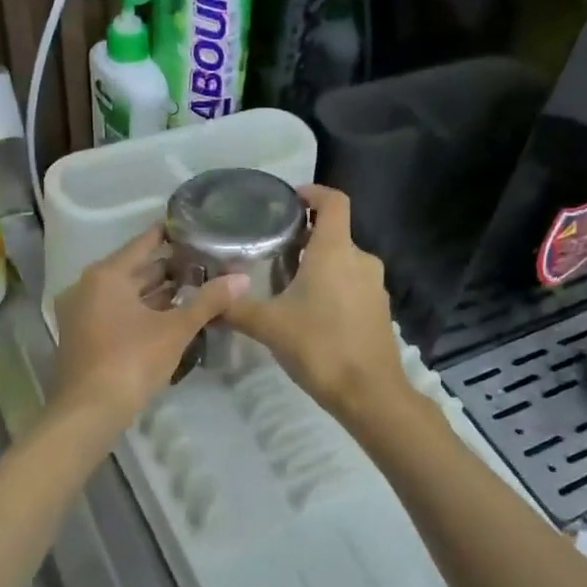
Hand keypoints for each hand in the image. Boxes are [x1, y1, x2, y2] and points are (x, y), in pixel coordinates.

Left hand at [52, 225, 246, 424]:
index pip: (144, 243)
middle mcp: (88, 286)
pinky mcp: (83, 336)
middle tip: (204, 262)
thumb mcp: (175, 330)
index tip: (195, 227)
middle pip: (134, 269)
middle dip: (168, 267)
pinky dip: (141, 310)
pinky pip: (116, 311)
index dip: (170, 235)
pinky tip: (170, 316)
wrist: (89, 412)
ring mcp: (81, 313)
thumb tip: (243, 278)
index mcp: (106, 275)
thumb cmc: (131, 361)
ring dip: (156, 292)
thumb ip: (208, 301)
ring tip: (194, 287)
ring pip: (125, 293)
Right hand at [223, 185, 410, 420]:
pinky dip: (332, 286)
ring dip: (318, 264)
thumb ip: (235, 308)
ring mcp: (374, 286)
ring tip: (286, 282)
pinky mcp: (379, 310)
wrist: (370, 394)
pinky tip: (310, 311)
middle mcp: (360, 259)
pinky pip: (353, 284)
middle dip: (305, 237)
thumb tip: (206, 298)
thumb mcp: (269, 326)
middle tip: (272, 249)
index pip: (334, 201)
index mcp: (335, 251)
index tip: (289, 199)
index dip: (313, 192)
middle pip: (334, 233)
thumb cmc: (320, 348)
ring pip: (343, 261)